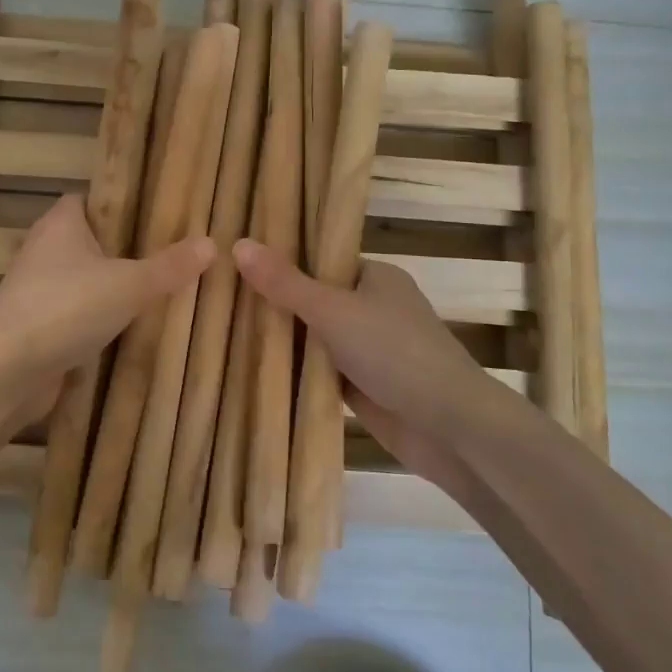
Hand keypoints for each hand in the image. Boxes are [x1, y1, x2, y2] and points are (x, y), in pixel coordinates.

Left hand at [0, 196, 214, 418]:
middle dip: (124, 250)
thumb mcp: (130, 284)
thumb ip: (169, 266)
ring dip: (111, 288)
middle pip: (89, 241)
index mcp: (61, 224)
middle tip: (169, 256)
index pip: (89, 200)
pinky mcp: (36, 325)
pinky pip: (75, 313)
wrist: (7, 371)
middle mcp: (44, 250)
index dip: (120, 205)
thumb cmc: (67, 309)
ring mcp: (37, 290)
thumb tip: (211, 242)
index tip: (156, 216)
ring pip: (83, 280)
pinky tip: (129, 330)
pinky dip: (96, 320)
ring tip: (158, 293)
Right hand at [232, 238, 512, 481]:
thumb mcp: (332, 310)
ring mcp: (368, 348)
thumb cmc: (395, 353)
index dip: (281, 259)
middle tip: (222, 295)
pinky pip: (318, 369)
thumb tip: (237, 244)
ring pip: (314, 336)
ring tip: (225, 326)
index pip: (320, 258)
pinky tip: (252, 364)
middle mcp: (372, 306)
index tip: (237, 261)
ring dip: (283, 338)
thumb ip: (284, 282)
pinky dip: (295, 369)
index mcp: (375, 276)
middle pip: (313, 298)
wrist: (448, 427)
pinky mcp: (362, 384)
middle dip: (275, 301)